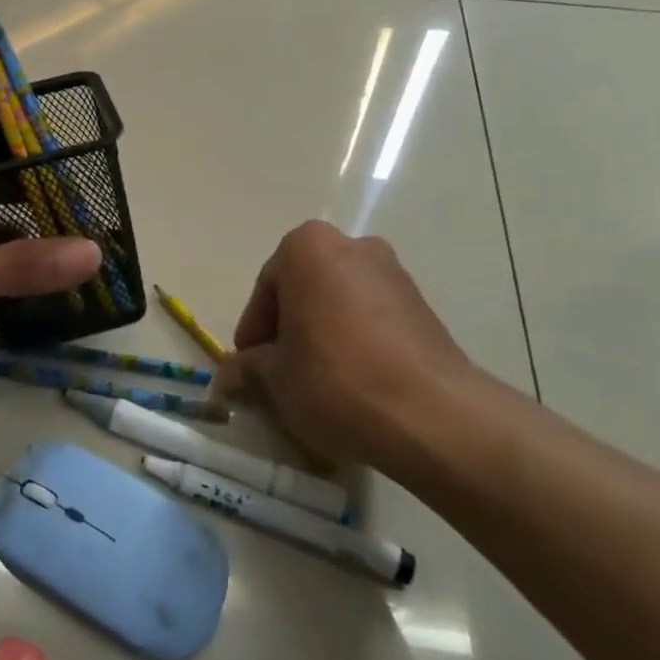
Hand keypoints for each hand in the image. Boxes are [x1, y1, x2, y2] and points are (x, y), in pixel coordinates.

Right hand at [214, 221, 494, 476]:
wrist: (432, 413)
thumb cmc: (335, 380)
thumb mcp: (277, 378)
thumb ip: (248, 368)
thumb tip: (227, 375)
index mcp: (307, 248)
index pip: (266, 288)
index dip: (254, 331)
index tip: (250, 366)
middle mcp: (352, 245)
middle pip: (304, 288)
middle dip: (289, 328)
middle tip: (279, 372)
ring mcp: (393, 271)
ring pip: (339, 301)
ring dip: (323, 333)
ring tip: (317, 381)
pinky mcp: (422, 303)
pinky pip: (372, 316)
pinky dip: (356, 340)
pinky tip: (354, 382)